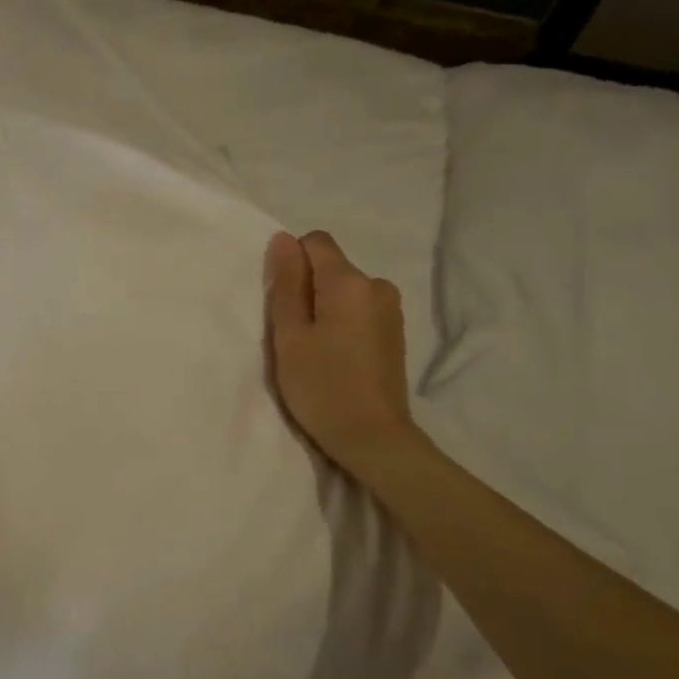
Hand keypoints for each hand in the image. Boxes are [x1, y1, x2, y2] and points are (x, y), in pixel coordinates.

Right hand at [265, 230, 427, 474]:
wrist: (374, 438)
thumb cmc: (322, 387)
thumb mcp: (290, 336)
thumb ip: (286, 284)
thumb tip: (283, 239)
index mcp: (349, 282)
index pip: (315, 242)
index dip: (292, 264)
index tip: (284, 303)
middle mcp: (377, 286)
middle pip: (331, 267)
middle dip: (308, 289)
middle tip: (295, 336)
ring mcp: (391, 310)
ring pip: (345, 291)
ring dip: (325, 309)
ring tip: (316, 350)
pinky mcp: (395, 333)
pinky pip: (359, 310)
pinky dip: (343, 323)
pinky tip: (337, 358)